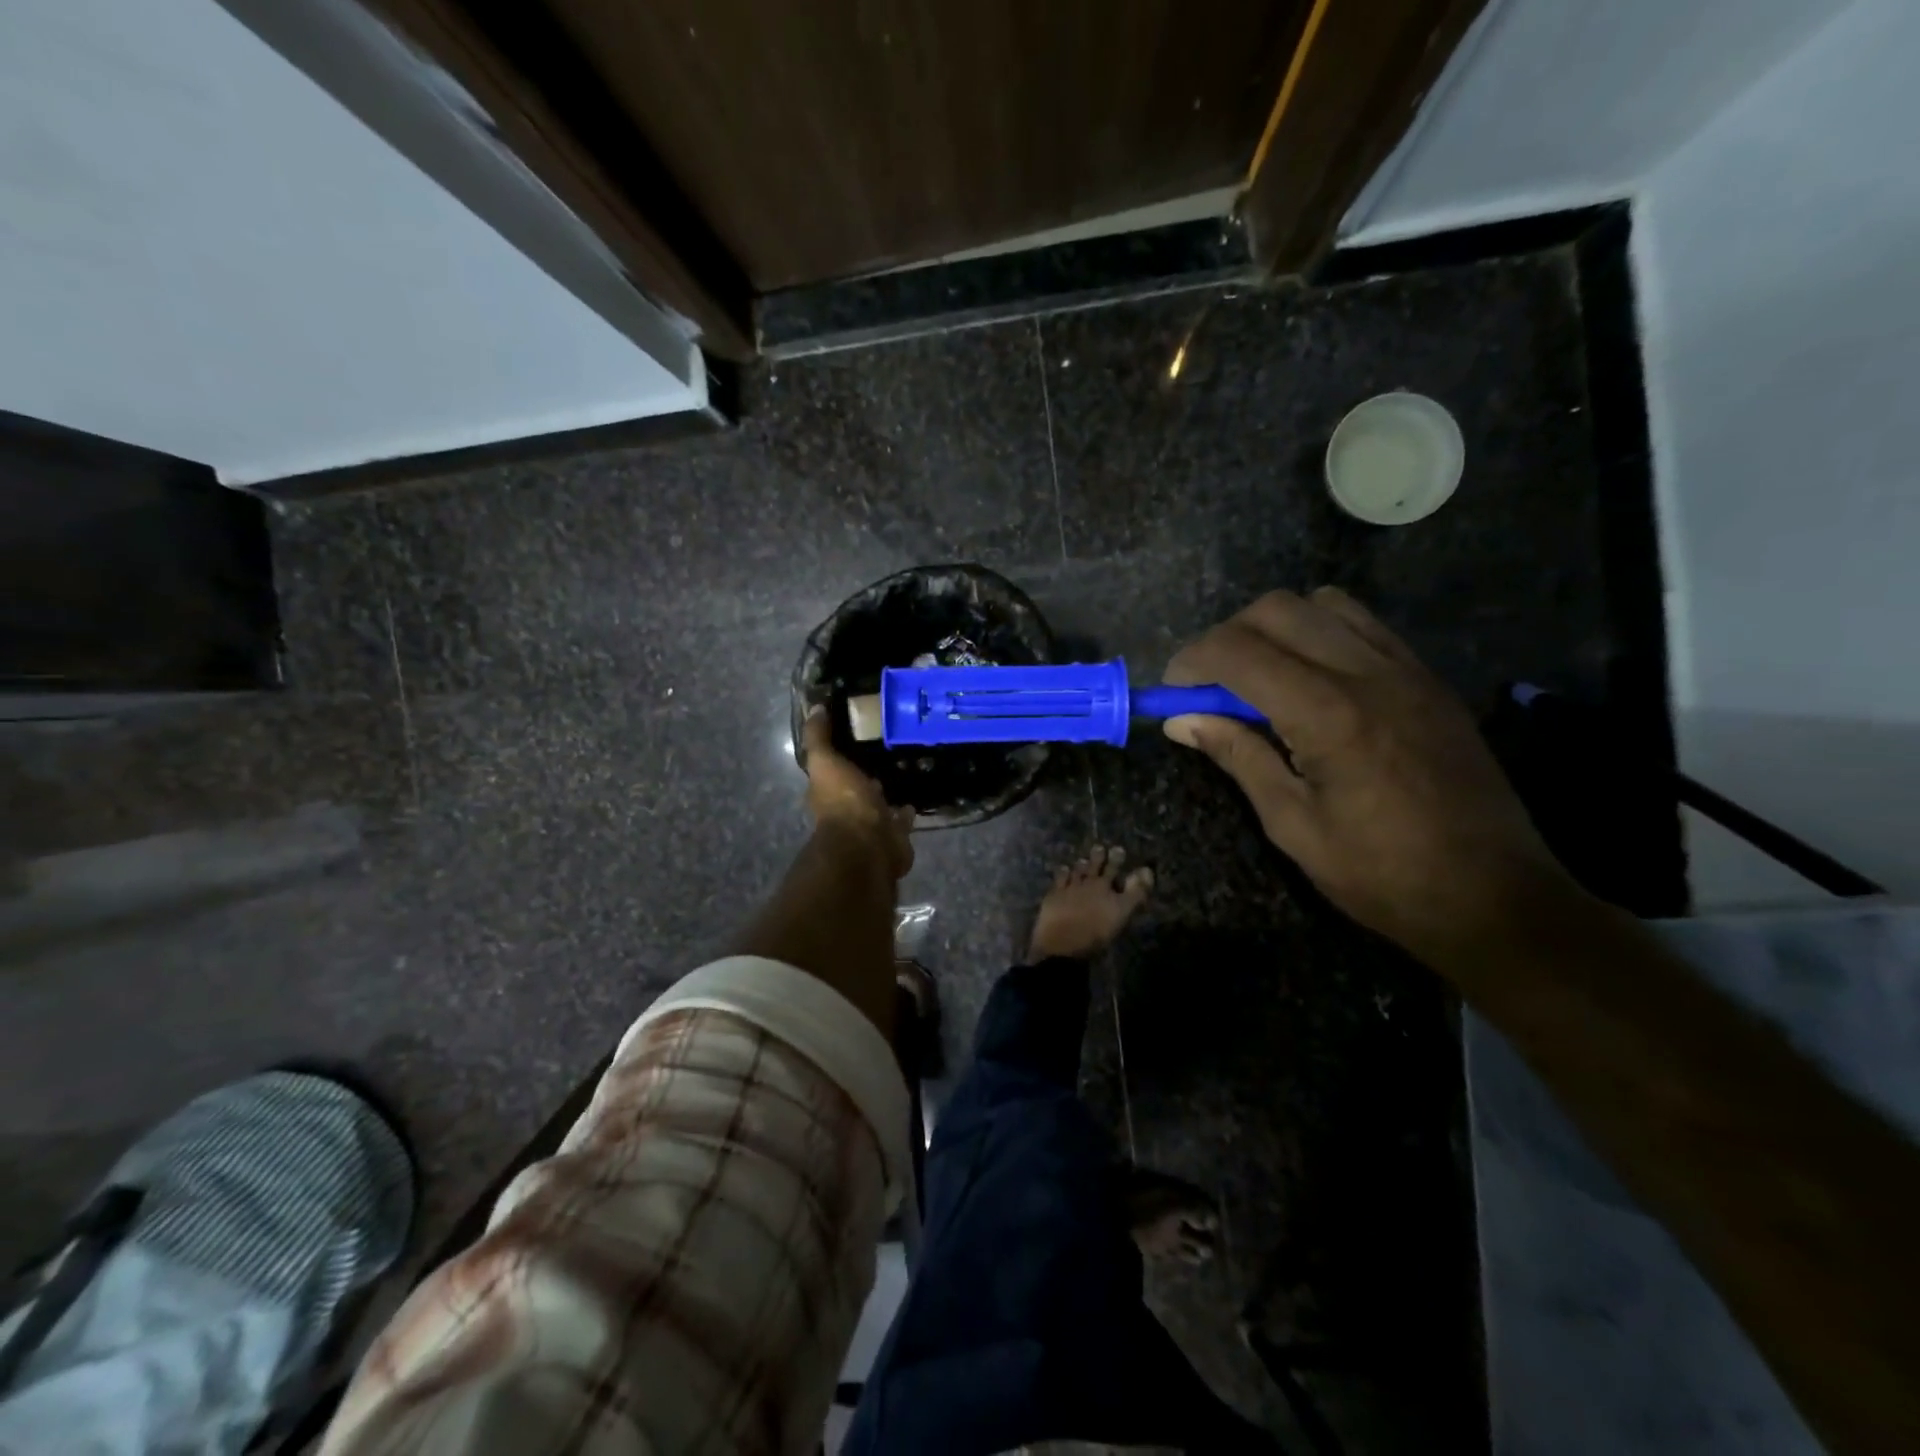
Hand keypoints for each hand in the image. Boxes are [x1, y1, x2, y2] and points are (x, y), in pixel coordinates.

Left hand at [802, 708, 913, 879]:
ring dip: (888, 790)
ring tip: (908, 766)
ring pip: (880, 801)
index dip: (841, 752)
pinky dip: (907, 810)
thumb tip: (814, 708)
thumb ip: (819, 738)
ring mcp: (871, 823)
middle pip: (858, 784)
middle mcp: (847, 808)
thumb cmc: (844, 801)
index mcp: (827, 791)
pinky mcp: (894, 834)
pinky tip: (917, 794)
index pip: (832, 767)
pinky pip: (901, 818)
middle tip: (889, 746)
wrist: (869, 844)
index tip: (859, 730)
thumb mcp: (825, 762)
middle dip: (868, 771)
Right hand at [1162, 588, 1570, 966]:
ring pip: (1321, 604)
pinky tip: (1311, 680)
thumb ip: (1237, 756)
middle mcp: (1367, 672)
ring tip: (1260, 678)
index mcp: (1327, 713)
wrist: (1495, 897)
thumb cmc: (1381, 874)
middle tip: (1209, 687)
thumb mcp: (1292, 824)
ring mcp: (1405, 668)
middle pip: (1276, 609)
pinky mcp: (1427, 678)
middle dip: (1226, 637)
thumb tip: (1180, 720)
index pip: (1238, 651)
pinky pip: (1362, 625)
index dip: (1190, 662)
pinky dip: (1320, 633)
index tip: (1171, 692)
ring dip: (1275, 628)